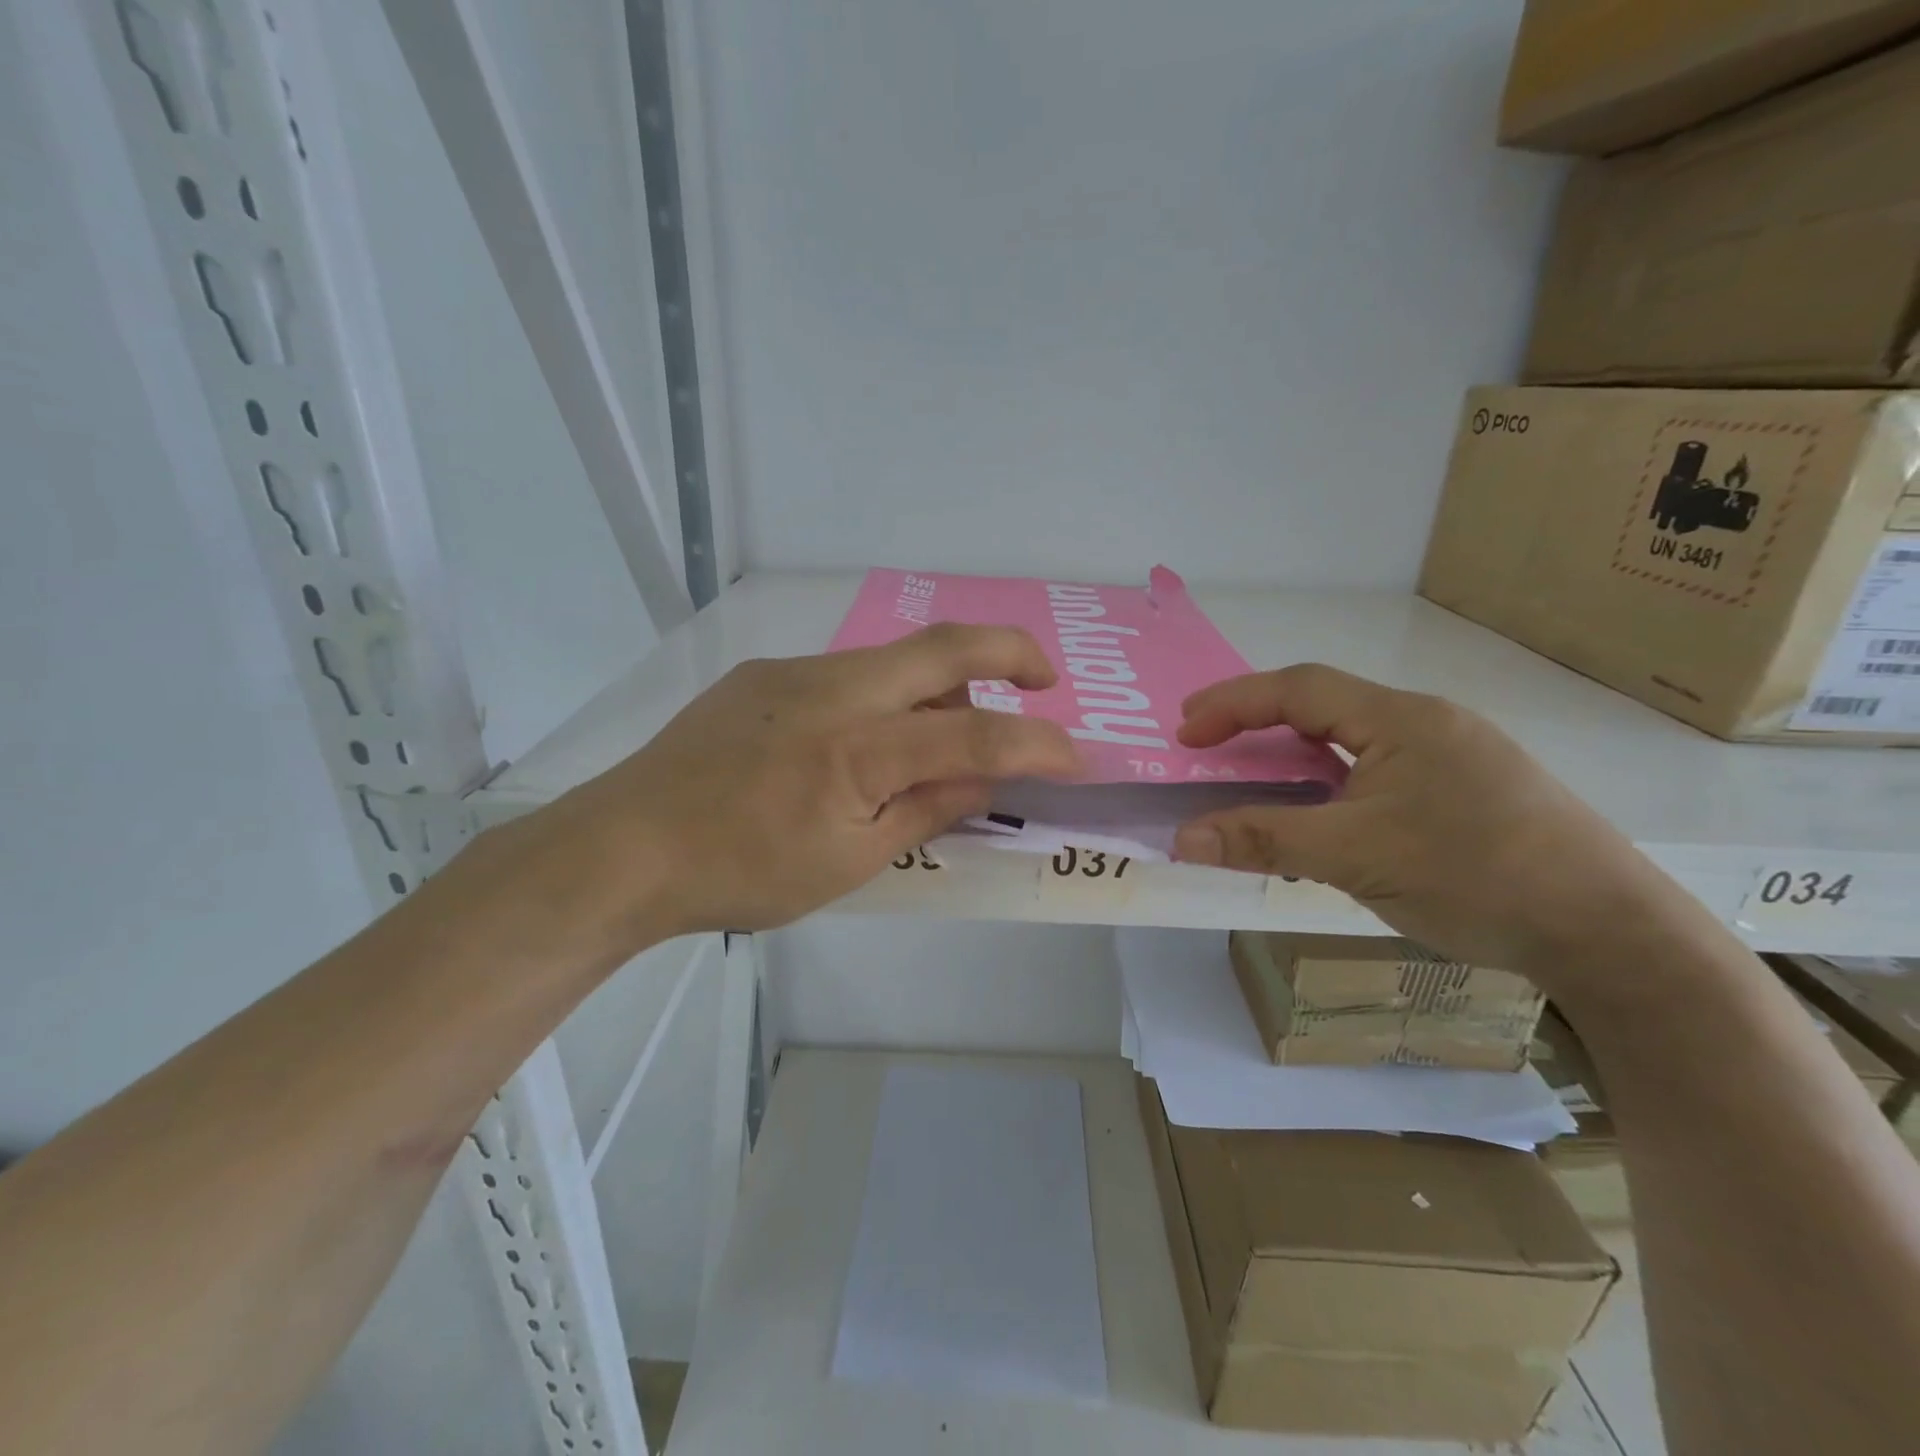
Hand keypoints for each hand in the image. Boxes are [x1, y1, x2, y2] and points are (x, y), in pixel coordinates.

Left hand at [510, 624, 1081, 944]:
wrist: (627, 846)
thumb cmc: (743, 873)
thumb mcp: (849, 862)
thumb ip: (926, 809)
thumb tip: (984, 777)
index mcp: (858, 750)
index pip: (974, 733)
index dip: (1036, 743)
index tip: (1075, 756)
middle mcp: (833, 690)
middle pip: (943, 645)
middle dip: (1010, 652)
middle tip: (1043, 679)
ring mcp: (795, 672)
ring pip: (895, 659)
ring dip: (939, 686)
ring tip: (938, 739)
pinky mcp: (766, 674)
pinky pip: (849, 674)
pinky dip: (885, 697)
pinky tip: (860, 743)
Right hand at [1170, 664, 1687, 977]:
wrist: (1611, 933)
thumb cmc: (1476, 876)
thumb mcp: (1355, 858)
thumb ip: (1264, 841)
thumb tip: (1181, 838)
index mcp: (1401, 719)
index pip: (1299, 688)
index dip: (1234, 703)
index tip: (1185, 731)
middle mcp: (1427, 723)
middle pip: (1324, 705)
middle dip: (1258, 721)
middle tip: (1207, 746)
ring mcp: (1453, 757)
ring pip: (1352, 739)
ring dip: (1295, 753)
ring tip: (1253, 778)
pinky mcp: (1467, 791)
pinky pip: (1378, 769)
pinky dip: (1331, 780)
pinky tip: (1323, 812)